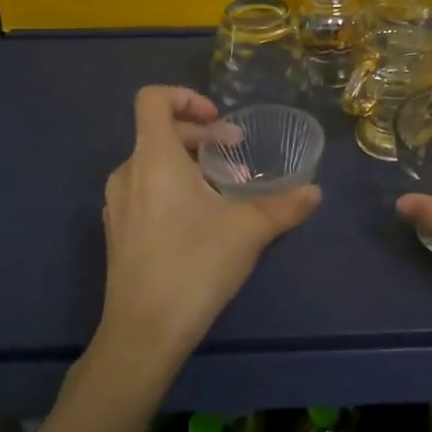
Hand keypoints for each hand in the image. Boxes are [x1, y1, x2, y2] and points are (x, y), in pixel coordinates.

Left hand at [97, 86, 320, 366]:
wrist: (143, 335)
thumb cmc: (194, 266)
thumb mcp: (249, 230)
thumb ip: (285, 205)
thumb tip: (315, 192)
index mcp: (154, 158)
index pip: (153, 99)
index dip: (186, 97)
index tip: (219, 122)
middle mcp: (127, 172)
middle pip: (160, 132)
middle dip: (201, 137)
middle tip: (236, 157)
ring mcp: (117, 204)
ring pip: (153, 162)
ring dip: (190, 164)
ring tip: (223, 190)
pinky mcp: (117, 231)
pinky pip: (144, 189)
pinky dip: (172, 187)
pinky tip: (200, 220)